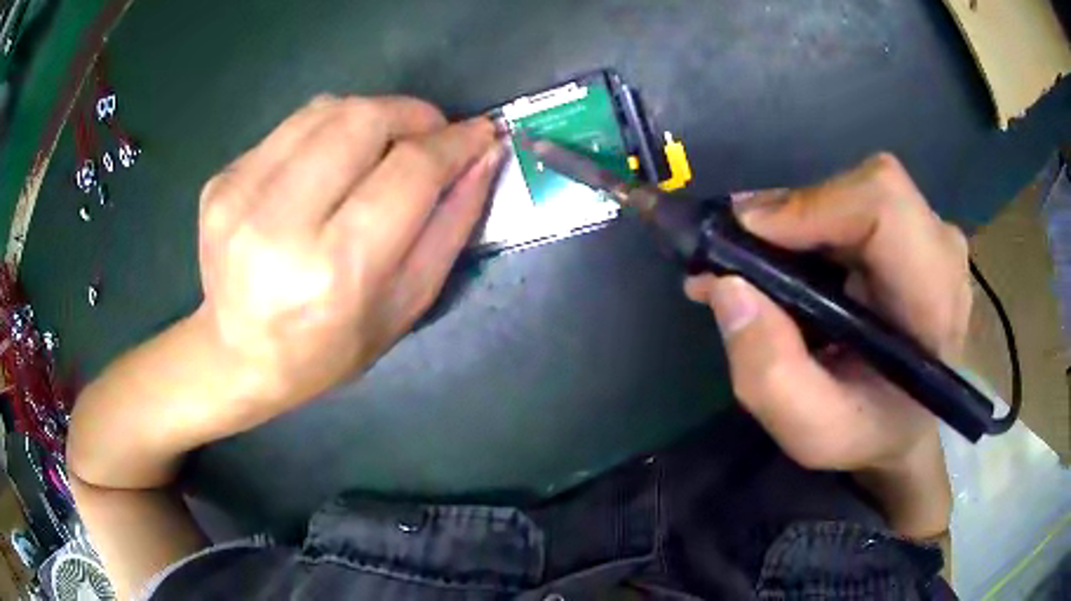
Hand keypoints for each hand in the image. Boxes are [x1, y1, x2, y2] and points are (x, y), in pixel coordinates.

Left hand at [195, 95, 501, 414]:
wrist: (237, 356)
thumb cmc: (328, 348)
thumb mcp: (405, 306)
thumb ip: (450, 226)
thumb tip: (483, 155)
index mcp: (336, 270)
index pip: (409, 171)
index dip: (454, 142)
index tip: (479, 133)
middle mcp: (280, 223)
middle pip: (363, 120)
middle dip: (412, 115)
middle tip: (429, 136)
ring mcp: (240, 195)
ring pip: (327, 109)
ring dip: (371, 116)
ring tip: (381, 148)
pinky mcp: (221, 180)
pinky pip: (292, 125)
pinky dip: (327, 130)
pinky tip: (328, 165)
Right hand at [685, 154, 966, 536]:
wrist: (905, 425)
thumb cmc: (869, 434)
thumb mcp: (813, 431)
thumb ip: (770, 373)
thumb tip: (728, 287)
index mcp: (935, 302)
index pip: (884, 205)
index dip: (812, 205)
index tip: (748, 237)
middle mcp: (941, 252)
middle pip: (864, 189)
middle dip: (793, 213)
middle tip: (737, 252)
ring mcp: (929, 235)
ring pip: (853, 191)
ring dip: (796, 219)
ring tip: (752, 261)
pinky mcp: (911, 230)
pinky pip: (854, 202)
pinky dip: (810, 223)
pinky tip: (784, 256)